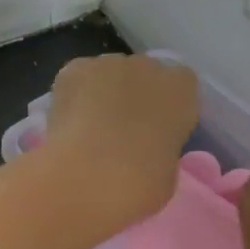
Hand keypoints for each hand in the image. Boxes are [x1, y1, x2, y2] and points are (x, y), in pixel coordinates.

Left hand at [40, 54, 199, 223]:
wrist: (89, 176)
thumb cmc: (139, 184)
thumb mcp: (168, 171)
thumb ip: (162, 147)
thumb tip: (147, 147)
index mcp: (182, 90)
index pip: (180, 84)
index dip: (166, 106)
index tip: (156, 129)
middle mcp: (148, 67)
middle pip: (143, 74)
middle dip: (133, 95)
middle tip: (120, 131)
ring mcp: (108, 64)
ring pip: (108, 73)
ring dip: (102, 93)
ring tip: (88, 128)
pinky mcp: (74, 70)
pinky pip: (77, 77)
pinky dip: (73, 94)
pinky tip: (67, 121)